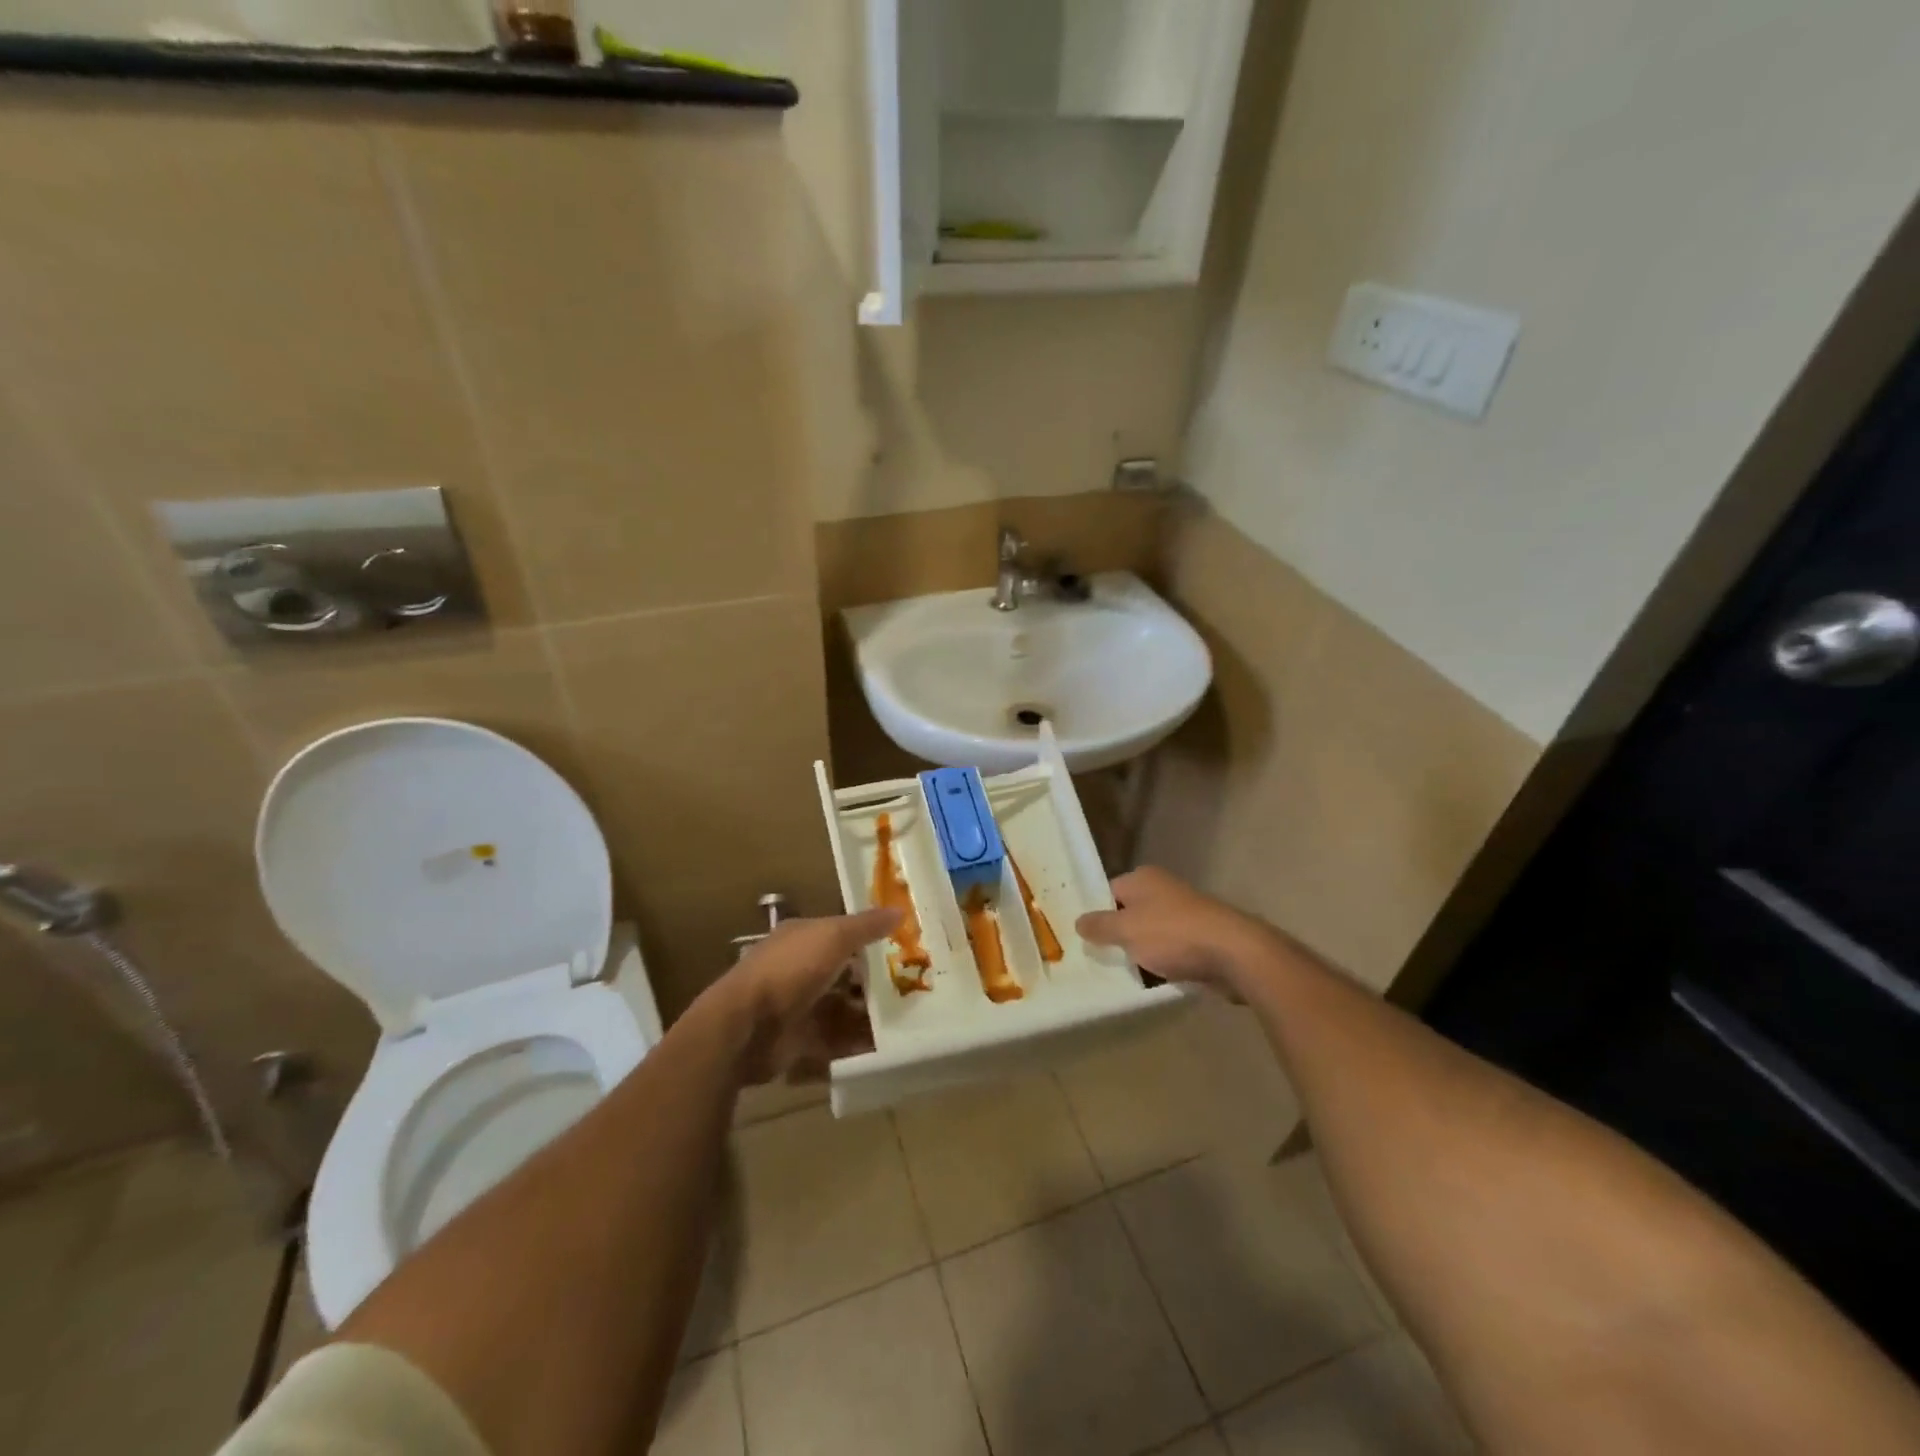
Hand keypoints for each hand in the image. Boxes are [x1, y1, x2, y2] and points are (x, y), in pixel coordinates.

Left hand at [721, 907, 899, 1084]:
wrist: (746, 1026)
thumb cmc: (790, 969)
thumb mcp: (833, 937)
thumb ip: (866, 926)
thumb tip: (900, 910)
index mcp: (802, 937)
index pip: (840, 933)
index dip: (869, 938)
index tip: (903, 947)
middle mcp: (798, 969)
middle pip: (843, 972)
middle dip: (873, 980)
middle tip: (913, 986)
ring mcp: (797, 1006)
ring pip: (841, 1007)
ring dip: (869, 1013)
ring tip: (908, 1018)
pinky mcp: (799, 1040)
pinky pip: (835, 1040)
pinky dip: (857, 1043)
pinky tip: (886, 1046)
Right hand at [1075, 867, 1272, 992]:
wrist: (1234, 954)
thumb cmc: (1173, 934)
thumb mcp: (1126, 930)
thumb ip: (1099, 926)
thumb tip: (1079, 922)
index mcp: (1143, 878)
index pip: (1108, 892)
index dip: (1095, 913)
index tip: (1082, 937)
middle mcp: (1163, 891)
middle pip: (1130, 913)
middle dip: (1116, 935)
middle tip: (1096, 958)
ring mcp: (1184, 915)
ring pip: (1150, 935)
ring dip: (1139, 953)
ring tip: (1119, 975)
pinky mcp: (1200, 940)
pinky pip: (1170, 952)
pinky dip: (1160, 964)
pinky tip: (1149, 982)